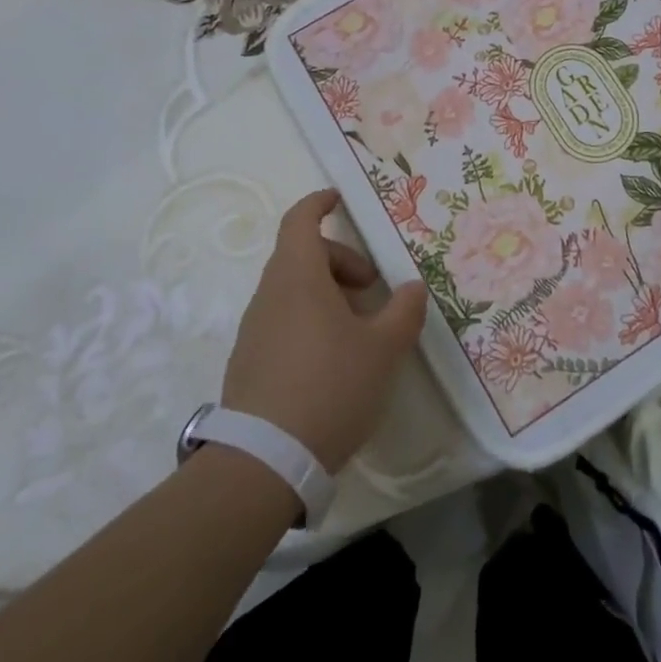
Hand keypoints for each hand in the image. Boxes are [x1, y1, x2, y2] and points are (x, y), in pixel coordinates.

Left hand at [221, 190, 428, 472]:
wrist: (263, 462)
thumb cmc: (330, 387)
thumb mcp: (383, 349)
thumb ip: (404, 311)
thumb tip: (412, 287)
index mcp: (298, 277)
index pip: (300, 220)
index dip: (319, 203)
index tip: (340, 199)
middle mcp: (269, 295)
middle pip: (301, 256)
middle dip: (340, 260)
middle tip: (371, 288)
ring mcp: (254, 330)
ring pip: (292, 291)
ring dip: (327, 295)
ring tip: (359, 330)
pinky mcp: (248, 363)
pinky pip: (282, 321)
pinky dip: (309, 321)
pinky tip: (333, 361)